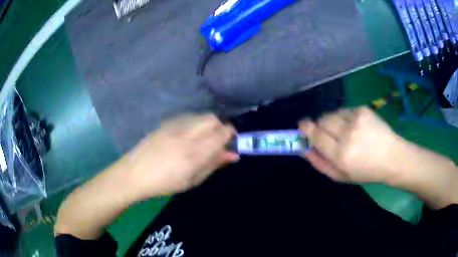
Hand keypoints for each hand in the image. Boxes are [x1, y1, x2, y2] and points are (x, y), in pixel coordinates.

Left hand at [126, 114, 238, 197]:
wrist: (134, 174)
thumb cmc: (164, 184)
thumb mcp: (192, 180)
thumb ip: (213, 165)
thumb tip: (233, 155)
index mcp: (193, 154)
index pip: (221, 134)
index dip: (231, 135)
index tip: (232, 142)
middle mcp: (185, 135)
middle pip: (212, 119)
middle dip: (220, 127)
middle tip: (218, 141)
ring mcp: (173, 127)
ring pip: (200, 116)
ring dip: (208, 125)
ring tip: (203, 139)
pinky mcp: (165, 124)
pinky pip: (187, 118)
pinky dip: (195, 124)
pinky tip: (188, 137)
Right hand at [299, 107, 402, 183]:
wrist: (392, 157)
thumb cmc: (366, 171)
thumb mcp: (341, 176)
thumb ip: (320, 163)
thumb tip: (304, 149)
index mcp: (341, 154)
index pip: (316, 135)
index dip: (306, 128)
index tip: (302, 125)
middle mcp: (347, 134)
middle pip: (322, 120)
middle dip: (320, 125)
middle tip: (328, 134)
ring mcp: (356, 118)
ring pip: (332, 113)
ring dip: (332, 121)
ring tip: (344, 131)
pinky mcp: (363, 109)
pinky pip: (344, 110)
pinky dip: (344, 117)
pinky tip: (355, 126)